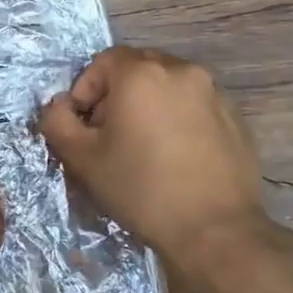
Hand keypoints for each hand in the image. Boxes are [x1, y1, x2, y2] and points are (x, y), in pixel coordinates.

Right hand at [39, 46, 272, 279]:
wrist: (215, 230)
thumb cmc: (141, 189)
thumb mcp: (82, 158)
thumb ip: (57, 122)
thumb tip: (59, 107)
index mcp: (141, 73)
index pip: (103, 61)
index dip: (86, 90)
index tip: (85, 126)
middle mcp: (181, 70)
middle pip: (137, 69)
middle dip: (117, 95)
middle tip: (110, 135)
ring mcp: (213, 92)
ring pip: (167, 86)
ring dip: (148, 105)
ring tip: (144, 147)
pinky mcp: (235, 117)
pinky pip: (194, 105)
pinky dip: (178, 119)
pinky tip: (175, 156)